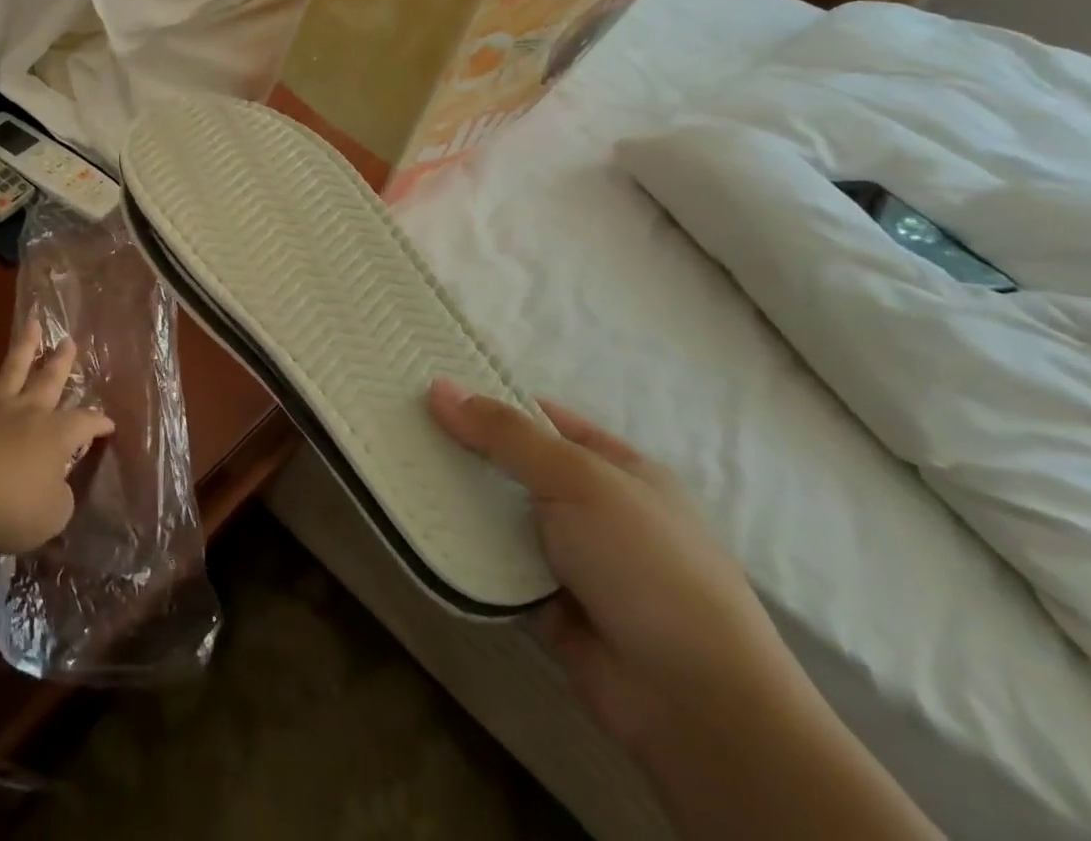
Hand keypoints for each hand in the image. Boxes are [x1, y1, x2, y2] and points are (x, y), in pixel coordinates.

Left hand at [0, 320, 114, 554]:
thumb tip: (58, 486)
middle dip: (62, 362)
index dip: (99, 423)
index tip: (109, 425)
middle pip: (50, 381)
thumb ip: (60, 497)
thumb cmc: (11, 507)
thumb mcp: (52, 515)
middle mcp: (29, 414)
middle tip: (69, 340)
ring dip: (24, 347)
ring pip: (13, 371)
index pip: (86, 423)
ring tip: (32, 324)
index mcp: (57, 436)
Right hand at [428, 381, 800, 752]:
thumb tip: (440, 388)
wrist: (696, 704)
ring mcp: (568, 557)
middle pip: (513, 464)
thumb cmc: (647, 566)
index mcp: (615, 467)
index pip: (541, 418)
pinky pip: (492, 563)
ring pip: (498, 514)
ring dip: (456, 499)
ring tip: (395, 467)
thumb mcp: (578, 480)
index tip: (430, 386)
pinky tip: (416, 527)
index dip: (489, 400)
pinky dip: (462, 549)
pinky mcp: (544, 603)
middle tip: (398, 424)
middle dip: (463, 448)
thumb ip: (506, 435)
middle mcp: (591, 507)